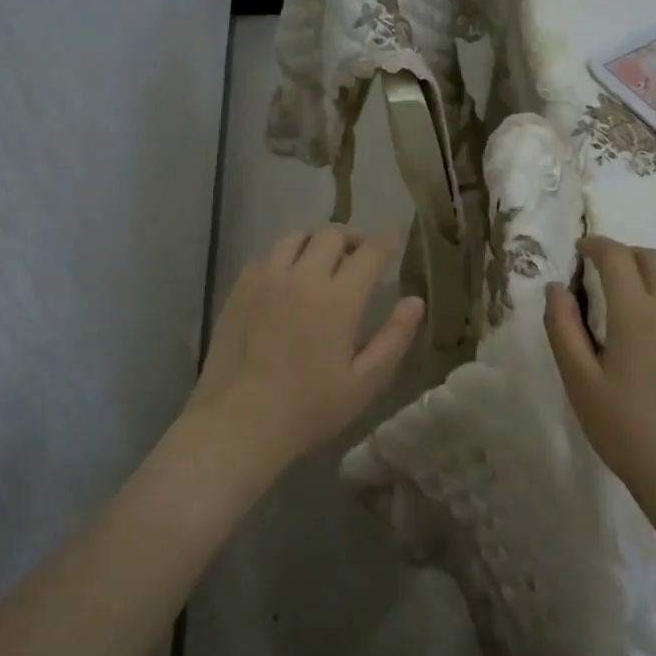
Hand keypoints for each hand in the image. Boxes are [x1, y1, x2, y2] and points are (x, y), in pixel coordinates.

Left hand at [184, 227, 424, 476]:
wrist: (240, 421)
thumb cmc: (310, 408)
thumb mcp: (365, 381)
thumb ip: (394, 337)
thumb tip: (415, 301)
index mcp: (339, 298)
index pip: (370, 252)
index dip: (387, 241)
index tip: (394, 238)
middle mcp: (302, 276)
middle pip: (331, 234)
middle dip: (352, 239)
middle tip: (359, 256)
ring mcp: (266, 279)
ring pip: (295, 237)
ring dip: (315, 242)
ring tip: (321, 261)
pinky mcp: (240, 289)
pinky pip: (266, 256)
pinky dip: (284, 258)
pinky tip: (286, 280)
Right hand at [543, 236, 655, 505]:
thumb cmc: (625, 427)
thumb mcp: (579, 379)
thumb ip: (562, 327)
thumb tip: (557, 287)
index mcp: (635, 312)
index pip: (617, 257)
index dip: (596, 246)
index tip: (581, 251)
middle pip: (651, 258)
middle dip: (623, 255)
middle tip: (601, 272)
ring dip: (653, 269)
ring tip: (633, 292)